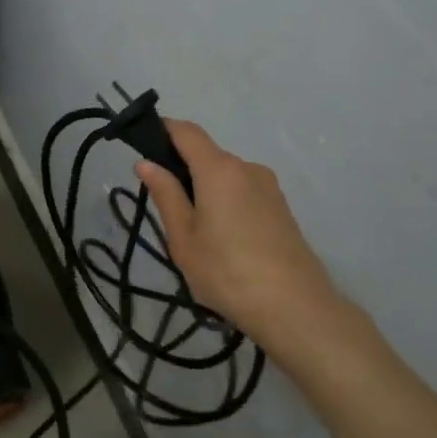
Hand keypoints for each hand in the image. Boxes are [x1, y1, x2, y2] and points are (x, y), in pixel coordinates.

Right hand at [135, 120, 348, 347]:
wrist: (294, 307)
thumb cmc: (227, 271)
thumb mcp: (183, 237)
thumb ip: (165, 195)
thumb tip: (146, 163)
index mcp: (219, 169)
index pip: (186, 131)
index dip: (162, 130)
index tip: (141, 143)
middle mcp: (247, 168)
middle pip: (207, 155)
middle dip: (182, 168)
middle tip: (164, 207)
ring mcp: (269, 187)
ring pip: (226, 176)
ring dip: (205, 189)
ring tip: (194, 232)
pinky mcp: (281, 208)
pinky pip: (243, 192)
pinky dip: (225, 202)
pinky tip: (222, 239)